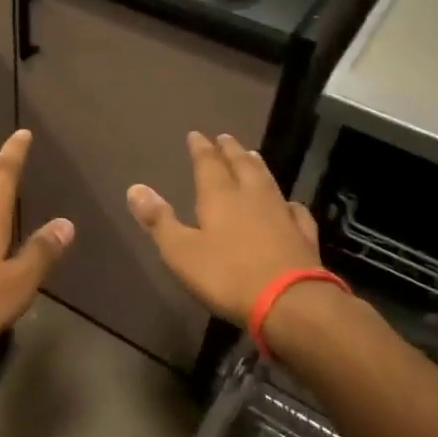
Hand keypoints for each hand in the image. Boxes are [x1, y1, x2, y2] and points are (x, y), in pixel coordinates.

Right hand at [127, 132, 321, 325]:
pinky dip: (289, 203)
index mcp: (220, 197)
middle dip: (231, 150)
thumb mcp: (181, 251)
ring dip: (257, 166)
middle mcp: (252, 197)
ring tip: (253, 155)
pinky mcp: (303, 236)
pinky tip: (290, 204)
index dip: (201, 148)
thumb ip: (159, 220)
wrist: (290, 302)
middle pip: (241, 165)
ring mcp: (281, 215)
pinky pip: (295, 211)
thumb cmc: (227, 276)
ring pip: (268, 181)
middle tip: (225, 137)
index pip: (208, 164)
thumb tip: (135, 188)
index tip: (196, 134)